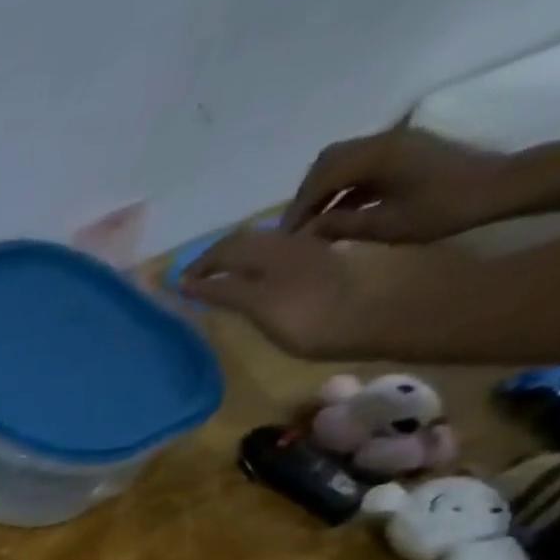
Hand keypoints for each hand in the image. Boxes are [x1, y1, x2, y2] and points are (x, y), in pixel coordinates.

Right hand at [181, 228, 369, 357]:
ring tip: (224, 280)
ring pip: (265, 247)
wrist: (379, 315)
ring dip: (239, 261)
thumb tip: (188, 284)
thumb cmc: (313, 316)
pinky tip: (259, 280)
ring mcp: (310, 252)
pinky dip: (260, 266)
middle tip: (197, 280)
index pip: (227, 248)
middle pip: (246, 243)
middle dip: (218, 259)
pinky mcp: (325, 264)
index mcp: (272, 249)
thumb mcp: (259, 304)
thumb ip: (224, 291)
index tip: (180, 284)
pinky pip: (283, 255)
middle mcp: (290, 243)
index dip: (202, 264)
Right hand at [283, 125, 514, 242]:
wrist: (496, 188)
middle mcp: (383, 141)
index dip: (298, 208)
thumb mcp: (383, 226)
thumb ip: (339, 226)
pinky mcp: (402, 151)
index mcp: (378, 156)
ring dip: (321, 190)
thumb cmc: (441, 210)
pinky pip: (358, 165)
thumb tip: (304, 233)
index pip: (321, 178)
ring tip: (312, 222)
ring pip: (341, 161)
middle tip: (295, 228)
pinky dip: (340, 187)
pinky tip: (336, 212)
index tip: (284, 238)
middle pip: (327, 162)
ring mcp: (395, 143)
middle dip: (305, 195)